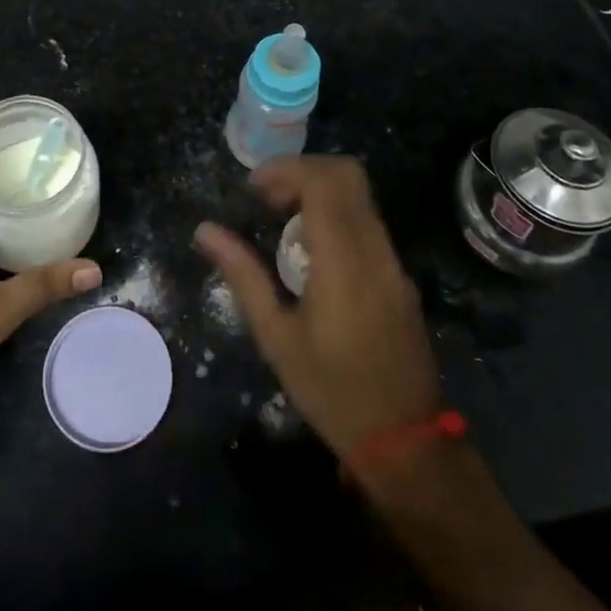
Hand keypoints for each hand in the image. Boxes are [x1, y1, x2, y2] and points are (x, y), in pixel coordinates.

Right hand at [196, 156, 441, 459]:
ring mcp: (392, 260)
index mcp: (343, 260)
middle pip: (347, 174)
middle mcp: (374, 249)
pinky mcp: (398, 274)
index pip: (323, 181)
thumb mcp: (276, 336)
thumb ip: (243, 275)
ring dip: (319, 190)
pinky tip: (309, 248)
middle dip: (302, 171)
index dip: (286, 169)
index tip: (253, 187)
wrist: (405, 441)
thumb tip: (205, 230)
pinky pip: (367, 220)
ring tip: (280, 219)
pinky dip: (336, 212)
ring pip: (360, 195)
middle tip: (267, 197)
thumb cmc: (331, 390)